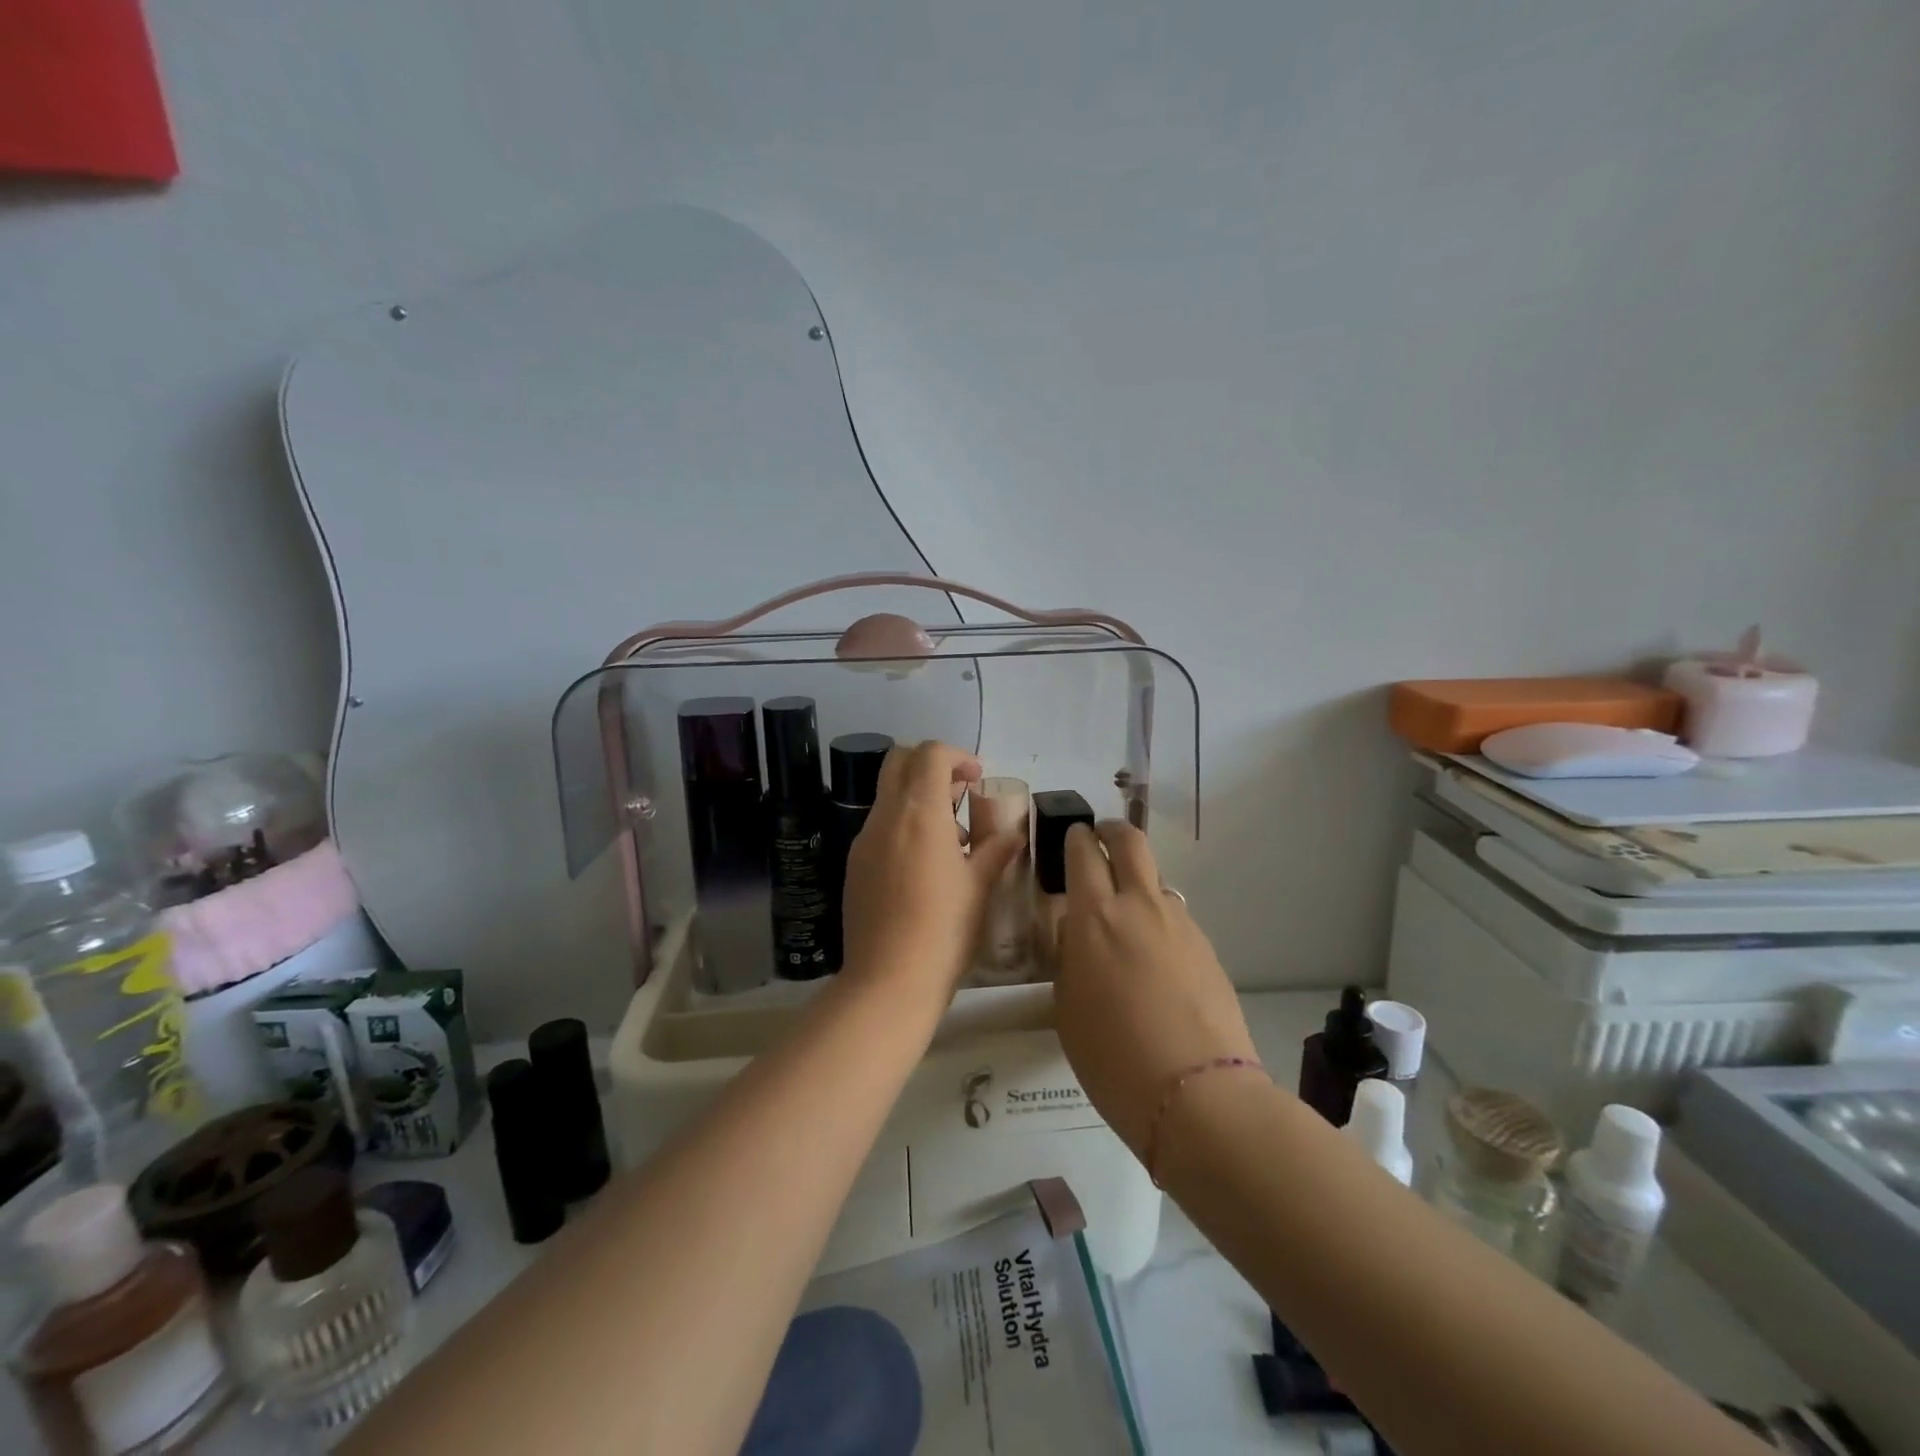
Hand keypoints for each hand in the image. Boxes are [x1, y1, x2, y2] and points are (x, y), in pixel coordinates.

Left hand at [841, 742, 1023, 995]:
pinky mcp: (854, 865)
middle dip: (931, 766)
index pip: (930, 754)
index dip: (957, 756)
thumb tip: (1014, 833)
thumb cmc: (944, 929)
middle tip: (961, 795)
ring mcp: (864, 841)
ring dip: (918, 798)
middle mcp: (885, 817)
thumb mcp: (979, 886)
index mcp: (918, 812)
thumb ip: (997, 850)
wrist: (888, 981)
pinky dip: (903, 826)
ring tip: (953, 839)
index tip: (977, 779)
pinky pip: (880, 827)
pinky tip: (925, 865)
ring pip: (888, 795)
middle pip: (900, 762)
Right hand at [1054, 821, 1257, 1154]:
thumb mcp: (1067, 1007)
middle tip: (1098, 842)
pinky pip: (1175, 915)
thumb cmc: (1112, 1056)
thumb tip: (1076, 932)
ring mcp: (1180, 923)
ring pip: (1156, 879)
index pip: (1082, 852)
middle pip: (1130, 841)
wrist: (1198, 1094)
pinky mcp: (1207, 946)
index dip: (1074, 838)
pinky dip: (1159, 918)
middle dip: (1111, 832)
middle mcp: (1139, 905)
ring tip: (1125, 918)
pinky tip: (1154, 958)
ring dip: (1137, 882)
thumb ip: (1068, 957)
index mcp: (1095, 916)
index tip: (1069, 839)